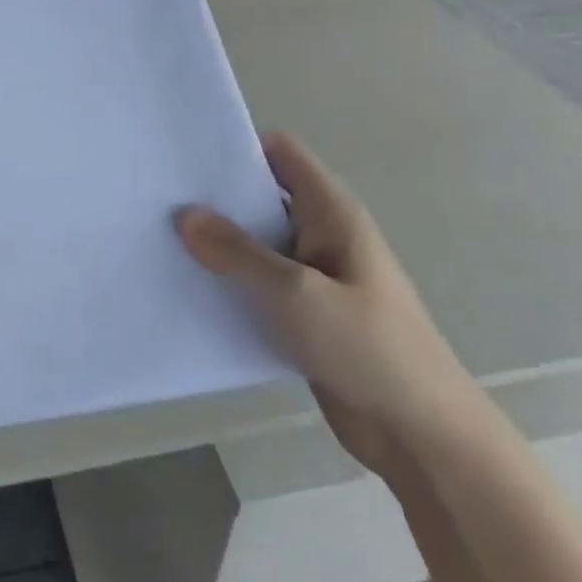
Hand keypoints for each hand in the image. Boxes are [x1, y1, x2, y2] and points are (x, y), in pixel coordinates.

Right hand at [176, 134, 487, 479]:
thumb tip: (184, 214)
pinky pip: (258, 284)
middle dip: (216, 197)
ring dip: (218, 244)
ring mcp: (314, 275)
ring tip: (162, 241)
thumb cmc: (367, 348)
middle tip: (160, 200)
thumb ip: (237, 252)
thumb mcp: (295, 293)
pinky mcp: (304, 313)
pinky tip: (190, 289)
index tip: (187, 159)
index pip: (281, 153)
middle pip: (262, 196)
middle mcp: (321, 234)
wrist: (421, 434)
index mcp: (331, 212)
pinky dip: (229, 282)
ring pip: (256, 243)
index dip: (237, 147)